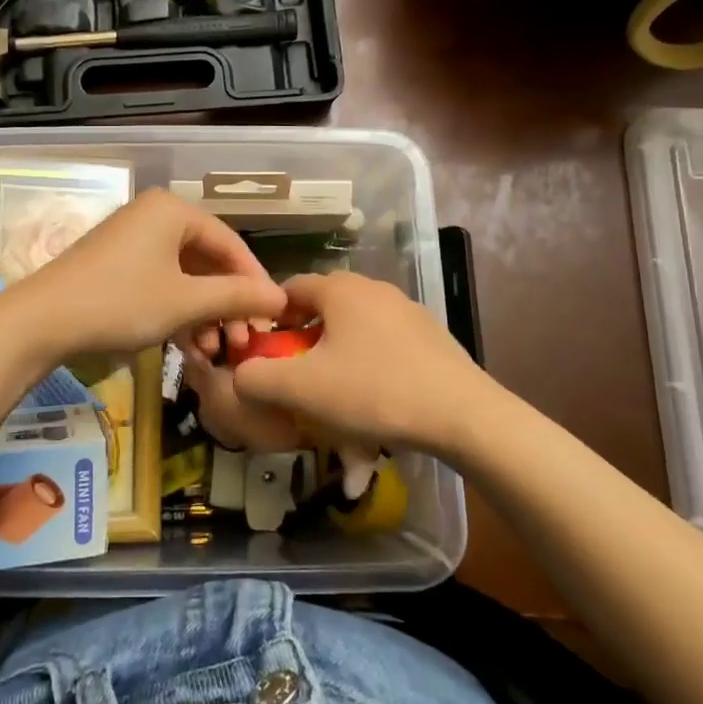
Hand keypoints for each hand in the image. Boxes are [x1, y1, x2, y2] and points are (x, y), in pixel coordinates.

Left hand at [15, 190, 286, 355]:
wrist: (42, 321)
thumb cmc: (121, 302)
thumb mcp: (185, 302)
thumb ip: (236, 297)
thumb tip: (280, 298)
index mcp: (173, 210)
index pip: (230, 243)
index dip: (254, 281)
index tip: (273, 317)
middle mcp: (154, 216)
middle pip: (207, 261)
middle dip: (227, 304)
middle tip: (244, 341)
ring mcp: (133, 240)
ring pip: (184, 277)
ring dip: (204, 315)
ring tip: (216, 352)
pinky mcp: (116, 265)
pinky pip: (161, 283)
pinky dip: (178, 312)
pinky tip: (190, 348)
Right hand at [229, 272, 494, 456]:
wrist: (464, 415)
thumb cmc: (374, 391)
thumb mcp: (302, 389)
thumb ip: (256, 379)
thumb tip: (238, 376)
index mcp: (339, 288)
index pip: (289, 289)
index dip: (270, 319)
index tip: (266, 354)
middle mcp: (372, 287)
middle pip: (322, 308)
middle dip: (304, 341)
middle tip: (298, 379)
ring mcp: (406, 309)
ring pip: (354, 328)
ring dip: (337, 355)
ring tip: (336, 396)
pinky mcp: (430, 335)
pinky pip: (384, 344)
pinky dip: (369, 365)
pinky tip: (376, 401)